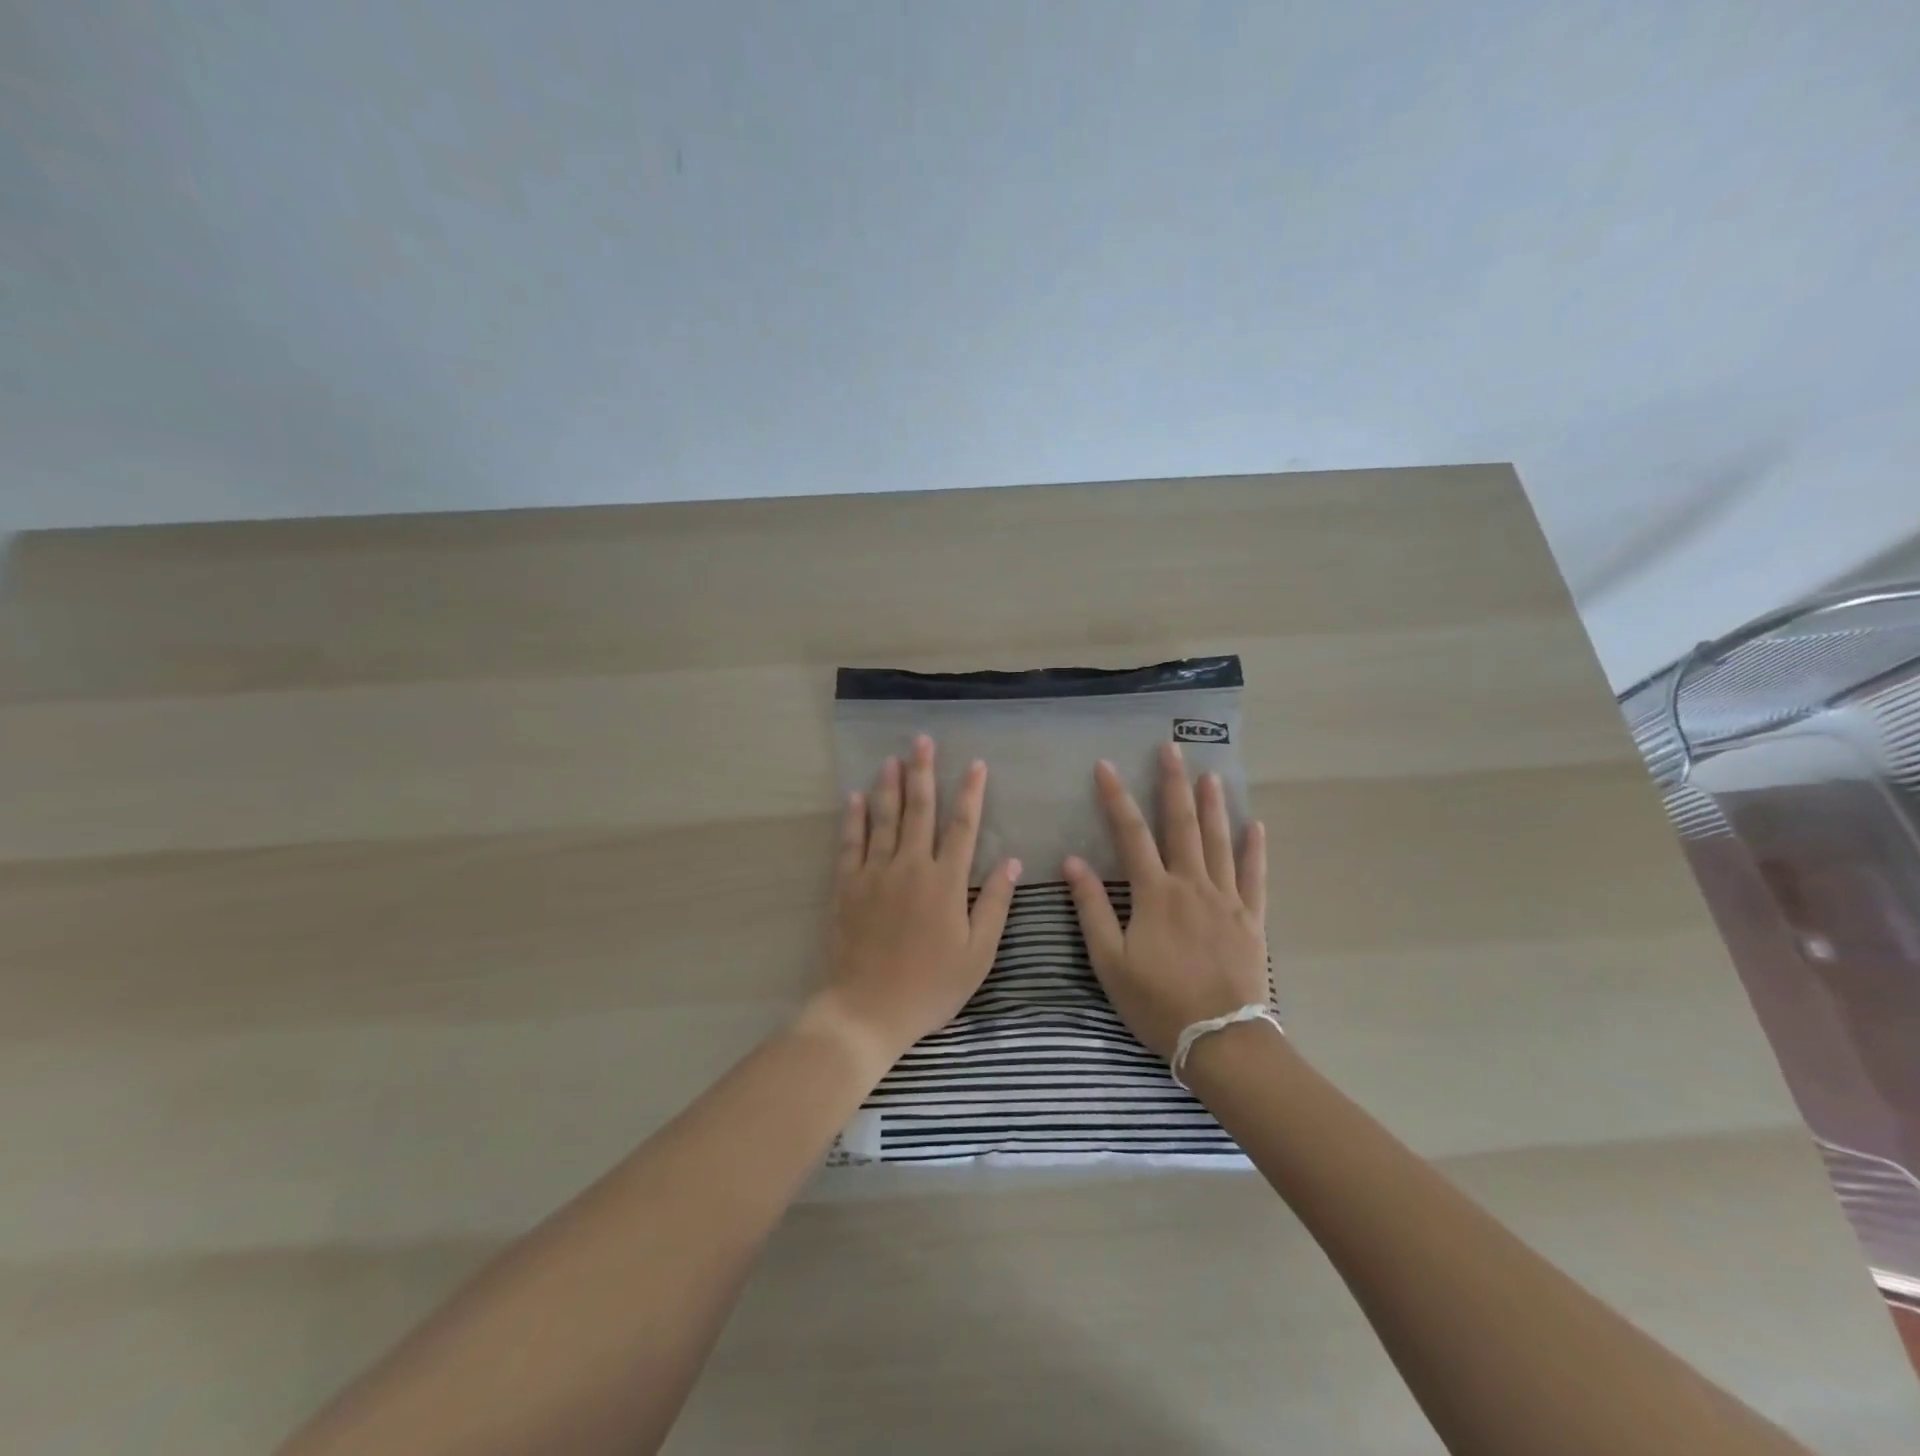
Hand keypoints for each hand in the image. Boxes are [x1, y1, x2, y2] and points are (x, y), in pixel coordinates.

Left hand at [814, 734, 1021, 1069]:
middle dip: (923, 773)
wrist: (866, 1010)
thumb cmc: (930, 986)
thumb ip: (995, 904)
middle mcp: (910, 867)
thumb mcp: (977, 954)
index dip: (970, 793)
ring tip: (892, 758)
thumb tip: (1014, 861)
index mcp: (945, 882)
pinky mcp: (847, 887)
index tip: (976, 764)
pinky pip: (850, 844)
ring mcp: (874, 874)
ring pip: (883, 819)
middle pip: (919, 811)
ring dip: (888, 786)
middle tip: (922, 741)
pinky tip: (855, 798)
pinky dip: (853, 819)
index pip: (963, 826)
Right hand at [1062, 743, 1267, 1059]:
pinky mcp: (1251, 919)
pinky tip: (1256, 827)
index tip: (1104, 765)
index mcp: (1154, 893)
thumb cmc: (1157, 1002)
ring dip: (1213, 805)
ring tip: (1210, 775)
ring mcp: (1226, 899)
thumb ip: (1092, 908)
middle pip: (1181, 824)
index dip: (1115, 797)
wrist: (1221, 1039)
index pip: (1130, 833)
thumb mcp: (1110, 961)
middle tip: (1171, 748)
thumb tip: (1073, 862)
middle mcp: (1191, 884)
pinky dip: (1255, 850)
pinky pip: (1254, 876)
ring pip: (1219, 841)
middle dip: (1173, 783)